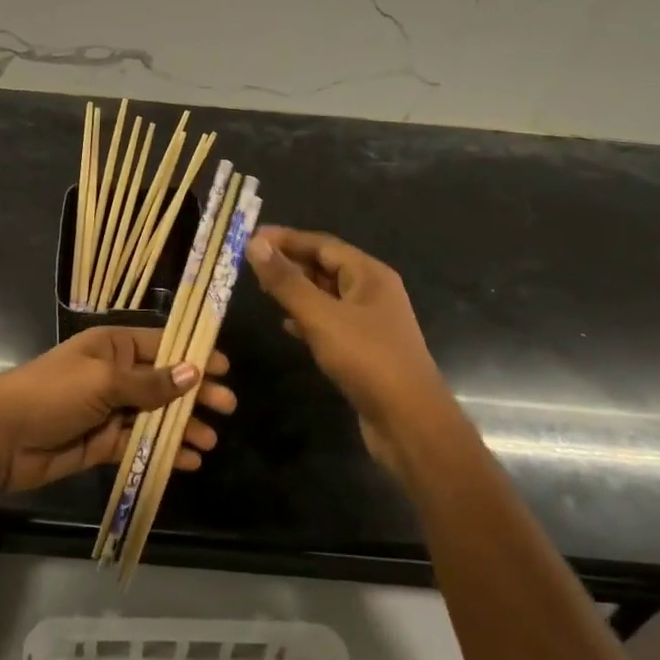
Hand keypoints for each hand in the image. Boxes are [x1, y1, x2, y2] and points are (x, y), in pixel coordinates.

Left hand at [0, 327, 234, 493]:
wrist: (0, 438)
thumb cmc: (52, 394)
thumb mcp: (104, 381)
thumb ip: (150, 382)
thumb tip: (195, 371)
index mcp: (112, 347)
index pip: (161, 345)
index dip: (193, 354)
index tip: (225, 367)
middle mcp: (114, 375)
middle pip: (164, 382)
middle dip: (195, 394)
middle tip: (228, 408)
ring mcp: (108, 410)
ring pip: (155, 416)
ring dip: (183, 426)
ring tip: (210, 441)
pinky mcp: (102, 443)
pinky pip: (140, 444)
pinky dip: (163, 451)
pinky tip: (187, 461)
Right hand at [244, 226, 457, 477]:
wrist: (409, 421)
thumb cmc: (367, 360)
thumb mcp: (321, 316)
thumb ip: (287, 281)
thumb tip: (256, 243)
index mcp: (369, 274)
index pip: (322, 244)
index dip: (286, 239)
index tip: (250, 238)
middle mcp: (372, 292)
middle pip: (326, 266)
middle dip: (290, 262)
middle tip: (250, 264)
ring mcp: (370, 322)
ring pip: (326, 295)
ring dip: (296, 290)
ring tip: (262, 289)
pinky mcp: (363, 349)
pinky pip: (329, 322)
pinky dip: (306, 319)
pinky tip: (286, 325)